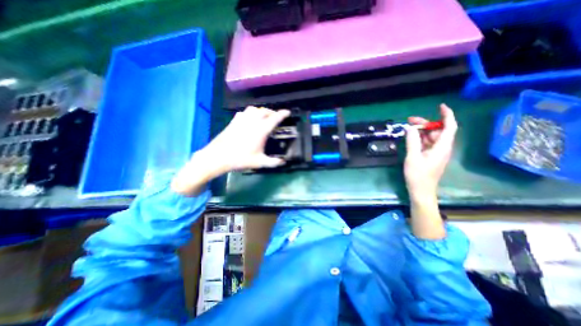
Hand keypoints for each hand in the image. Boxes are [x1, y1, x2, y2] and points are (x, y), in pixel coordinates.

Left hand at [205, 106, 295, 173]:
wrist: (218, 157)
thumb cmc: (240, 159)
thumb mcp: (259, 162)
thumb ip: (273, 162)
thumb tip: (283, 162)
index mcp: (261, 130)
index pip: (275, 118)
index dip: (282, 114)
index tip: (288, 112)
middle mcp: (252, 121)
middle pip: (265, 111)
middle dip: (272, 112)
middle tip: (276, 117)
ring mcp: (242, 120)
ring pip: (254, 109)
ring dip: (261, 111)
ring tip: (264, 117)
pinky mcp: (234, 121)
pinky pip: (244, 112)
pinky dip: (251, 113)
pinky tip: (250, 119)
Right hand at [405, 104, 458, 199]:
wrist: (421, 191)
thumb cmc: (418, 175)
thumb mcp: (413, 157)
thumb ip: (412, 141)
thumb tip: (410, 128)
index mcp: (442, 147)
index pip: (449, 127)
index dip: (447, 115)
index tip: (440, 106)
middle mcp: (442, 148)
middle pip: (438, 131)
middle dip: (426, 123)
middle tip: (410, 120)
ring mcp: (436, 153)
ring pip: (432, 137)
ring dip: (422, 131)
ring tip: (408, 128)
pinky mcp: (430, 157)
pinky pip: (428, 143)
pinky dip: (420, 139)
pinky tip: (411, 138)